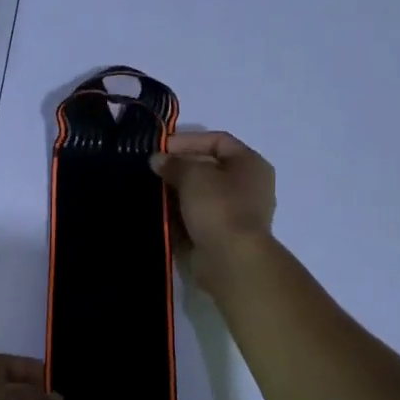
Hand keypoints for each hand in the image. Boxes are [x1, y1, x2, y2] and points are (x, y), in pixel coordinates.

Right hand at [151, 130, 276, 293]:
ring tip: (150, 191)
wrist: (230, 259)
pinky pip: (196, 219)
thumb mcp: (193, 175)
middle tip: (152, 170)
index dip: (189, 141)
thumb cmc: (218, 207)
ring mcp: (235, 214)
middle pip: (209, 169)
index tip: (161, 148)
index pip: (218, 141)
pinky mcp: (221, 236)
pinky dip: (178, 215)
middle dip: (179, 168)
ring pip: (200, 196)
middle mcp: (247, 187)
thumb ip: (174, 164)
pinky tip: (157, 213)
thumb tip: (158, 160)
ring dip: (176, 193)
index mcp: (250, 164)